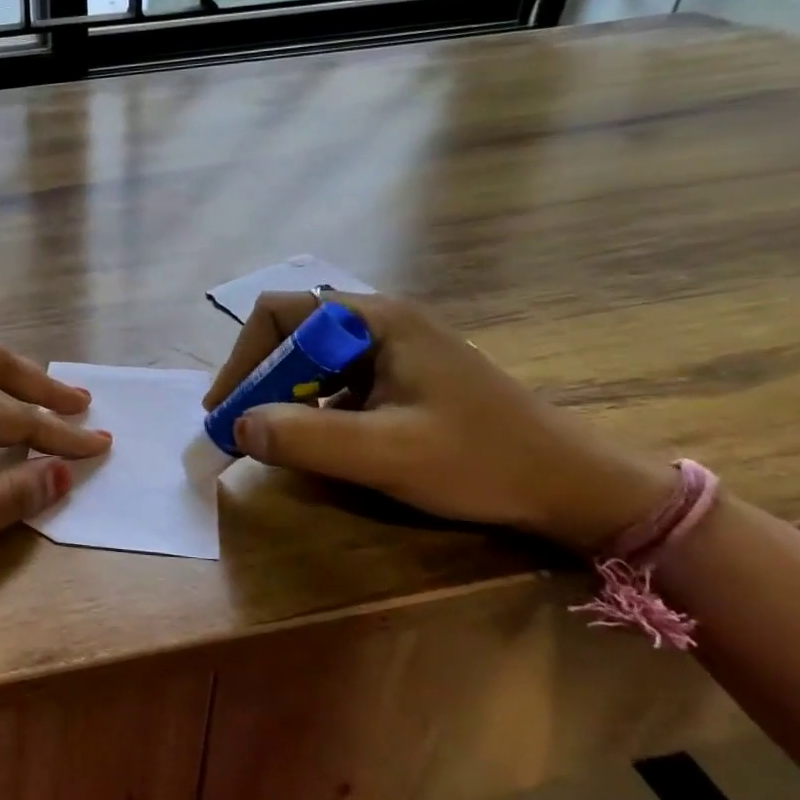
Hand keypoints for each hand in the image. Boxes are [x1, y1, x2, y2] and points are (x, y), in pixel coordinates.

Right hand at [204, 292, 676, 551]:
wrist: (572, 485)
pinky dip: (311, 408)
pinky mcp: (402, 378)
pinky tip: (318, 442)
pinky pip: (336, 382)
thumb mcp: (388, 454)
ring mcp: (393, 350)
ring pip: (311, 360)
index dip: (244, 358)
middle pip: (291, 334)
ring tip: (272, 438)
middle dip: (260, 380)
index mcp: (375, 321)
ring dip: (283, 395)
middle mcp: (379, 323)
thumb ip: (307, 438)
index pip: (279, 313)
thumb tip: (239, 426)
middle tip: (244, 429)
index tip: (228, 409)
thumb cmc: (482, 461)